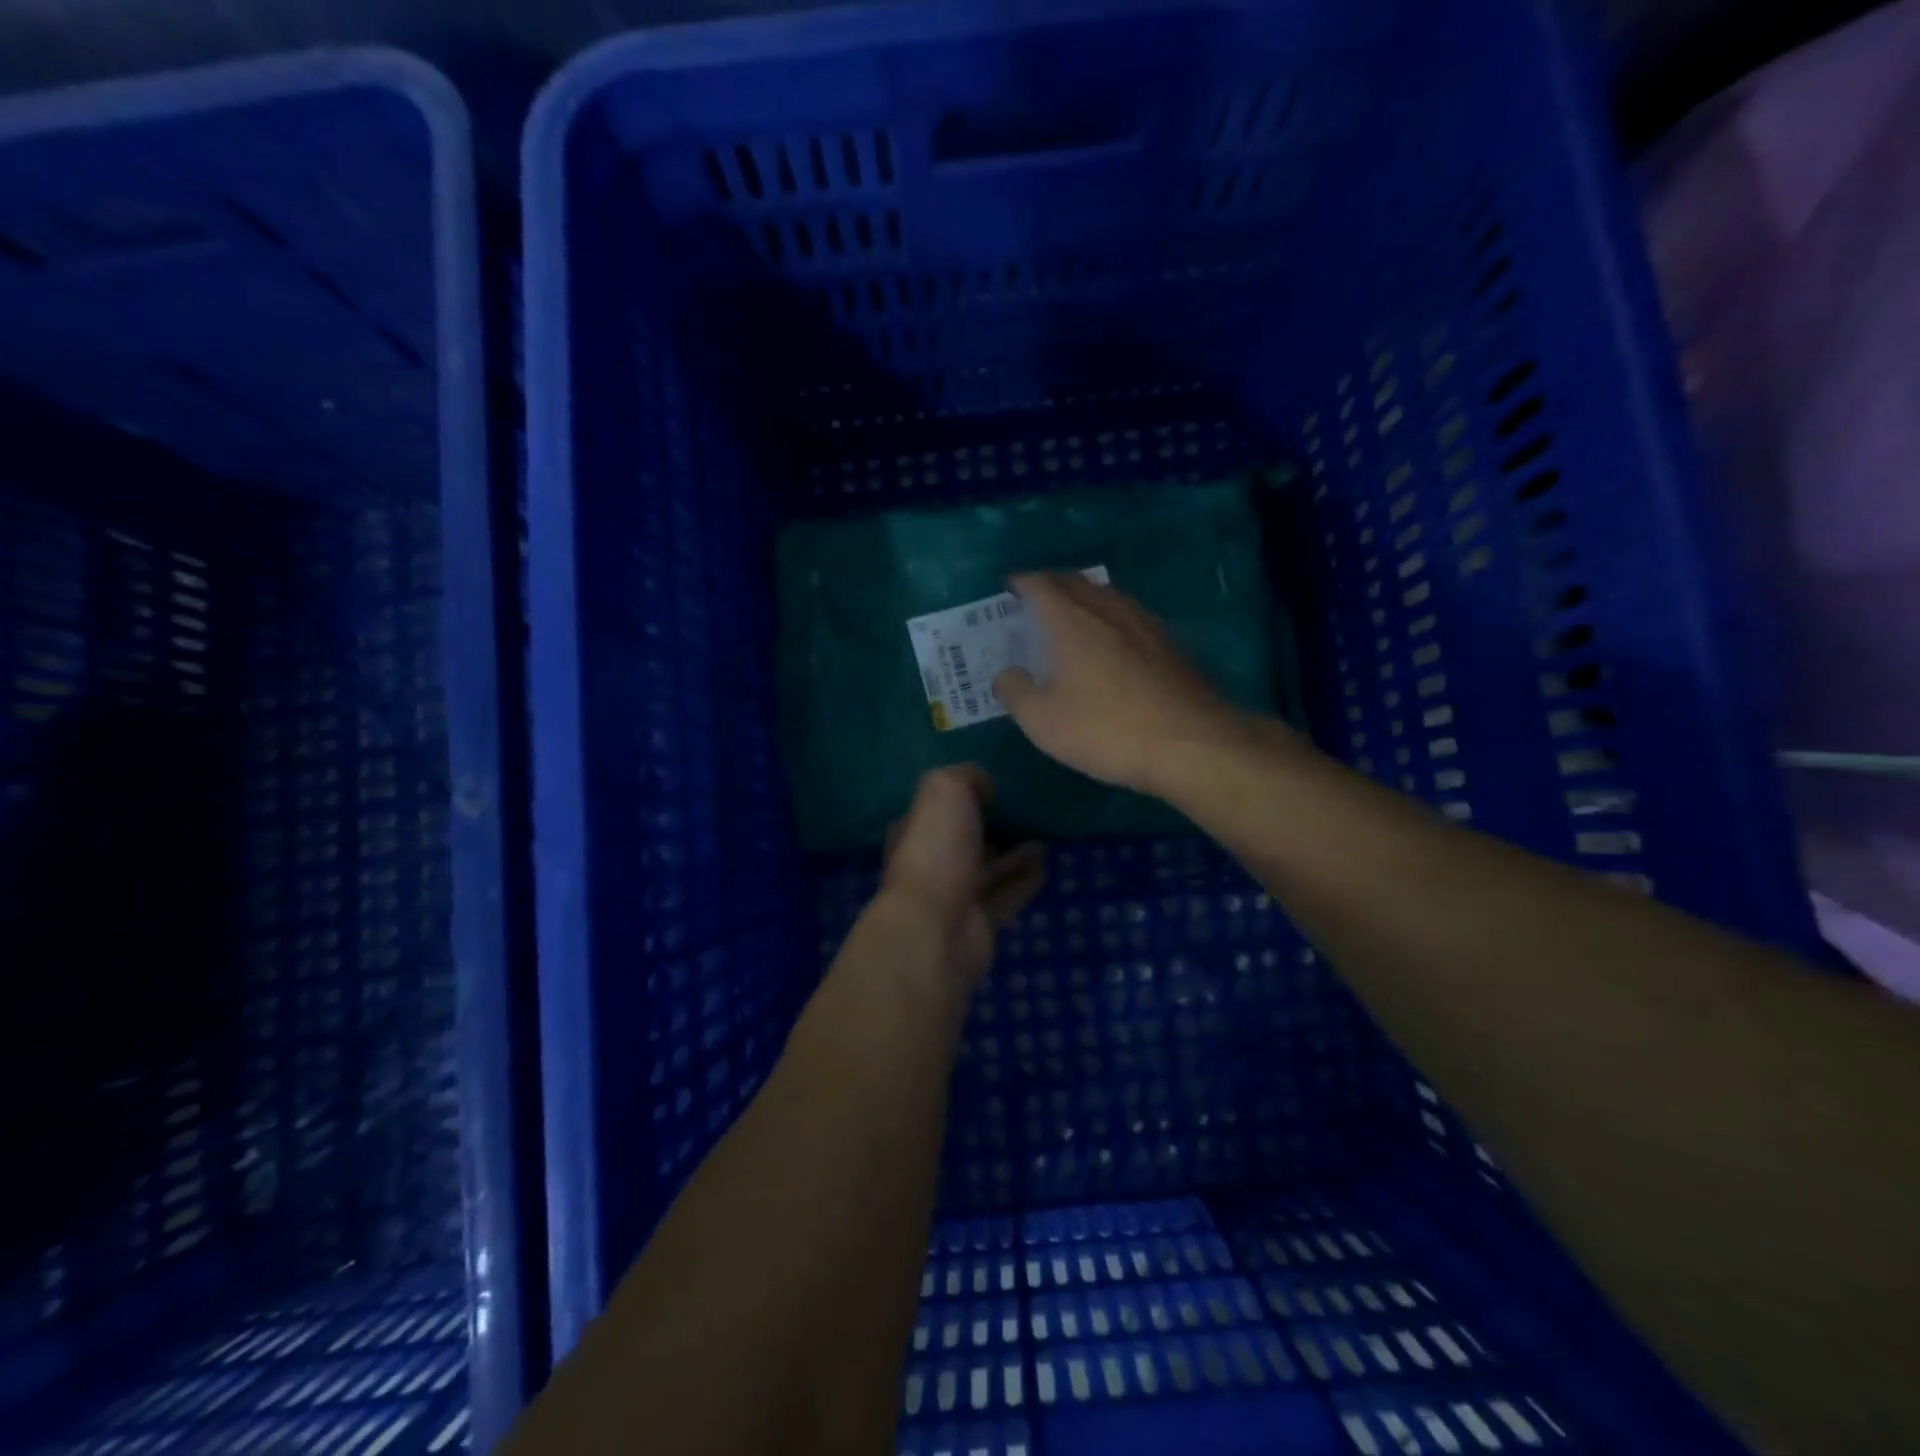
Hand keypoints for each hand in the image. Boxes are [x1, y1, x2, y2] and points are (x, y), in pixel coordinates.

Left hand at [874, 766, 1044, 991]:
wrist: (936, 930)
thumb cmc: (936, 852)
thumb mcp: (945, 792)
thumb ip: (965, 777)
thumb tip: (986, 786)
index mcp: (916, 830)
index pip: (938, 808)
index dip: (964, 795)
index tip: (997, 785)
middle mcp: (933, 861)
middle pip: (965, 839)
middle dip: (992, 826)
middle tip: (1028, 811)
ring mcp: (956, 895)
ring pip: (990, 868)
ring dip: (1015, 854)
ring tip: (1045, 836)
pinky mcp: (981, 922)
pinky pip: (1008, 895)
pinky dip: (1026, 880)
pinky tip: (1048, 865)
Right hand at [991, 572, 1243, 796]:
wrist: (1191, 744)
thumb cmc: (1106, 728)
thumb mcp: (1043, 721)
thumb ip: (1016, 692)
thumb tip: (1006, 675)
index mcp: (1072, 621)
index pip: (1042, 585)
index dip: (1023, 582)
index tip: (1010, 586)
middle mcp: (1109, 611)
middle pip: (1077, 583)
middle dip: (1053, 585)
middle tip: (1036, 597)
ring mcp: (1146, 625)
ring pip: (1108, 597)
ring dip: (1085, 599)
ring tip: (1072, 614)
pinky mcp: (1170, 646)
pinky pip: (1130, 618)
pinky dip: (1110, 620)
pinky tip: (1112, 642)